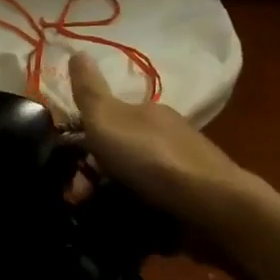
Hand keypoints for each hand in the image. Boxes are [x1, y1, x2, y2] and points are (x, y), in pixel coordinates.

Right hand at [68, 53, 259, 225]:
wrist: (212, 206)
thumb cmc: (151, 157)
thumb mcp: (107, 118)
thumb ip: (89, 91)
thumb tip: (77, 51)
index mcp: (147, 112)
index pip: (108, 120)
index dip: (84, 140)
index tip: (67, 165)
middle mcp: (167, 136)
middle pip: (120, 153)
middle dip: (96, 175)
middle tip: (79, 200)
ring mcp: (183, 170)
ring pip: (136, 180)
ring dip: (114, 196)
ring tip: (99, 218)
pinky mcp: (193, 201)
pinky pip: (155, 204)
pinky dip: (138, 213)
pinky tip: (128, 227)